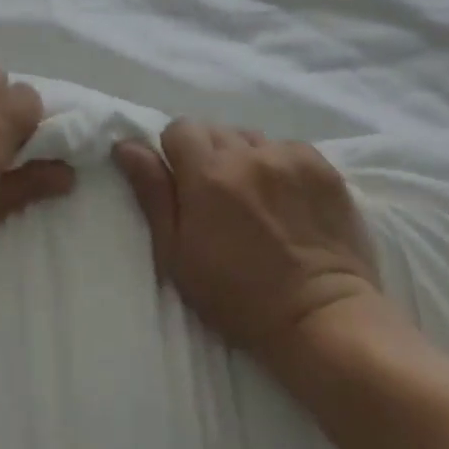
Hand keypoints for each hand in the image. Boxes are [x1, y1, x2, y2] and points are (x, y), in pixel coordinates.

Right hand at [112, 121, 391, 359]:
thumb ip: (152, 193)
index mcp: (207, 174)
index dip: (177, 154)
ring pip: (251, 137)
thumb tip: (125, 145)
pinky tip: (287, 198)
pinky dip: (280, 165)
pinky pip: (287, 148)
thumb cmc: (239, 298)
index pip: (179, 128)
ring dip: (245, 158)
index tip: (186, 186)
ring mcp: (288, 156)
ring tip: (256, 196)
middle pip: (215, 130)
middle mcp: (247, 154)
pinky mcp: (322, 166)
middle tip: (220, 197)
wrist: (323, 319)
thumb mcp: (178, 255)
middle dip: (210, 156)